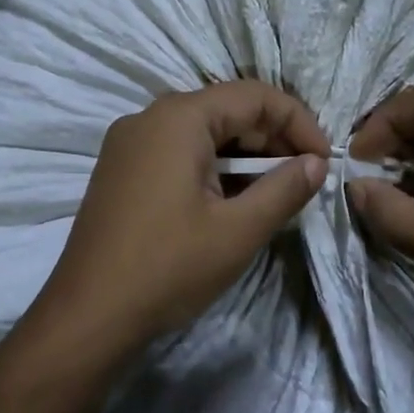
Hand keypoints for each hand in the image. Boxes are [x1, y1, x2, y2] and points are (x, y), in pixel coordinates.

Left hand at [31, 81, 329, 356]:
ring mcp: (128, 145)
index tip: (324, 162)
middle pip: (226, 110)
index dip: (298, 123)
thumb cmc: (168, 268)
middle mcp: (148, 118)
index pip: (254, 96)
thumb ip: (285, 189)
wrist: (88, 316)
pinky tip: (230, 203)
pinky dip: (212, 169)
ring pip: (202, 133)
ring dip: (244, 158)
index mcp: (178, 118)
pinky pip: (177, 153)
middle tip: (303, 180)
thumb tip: (316, 164)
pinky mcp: (121, 171)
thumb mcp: (238, 230)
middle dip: (272, 140)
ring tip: (273, 195)